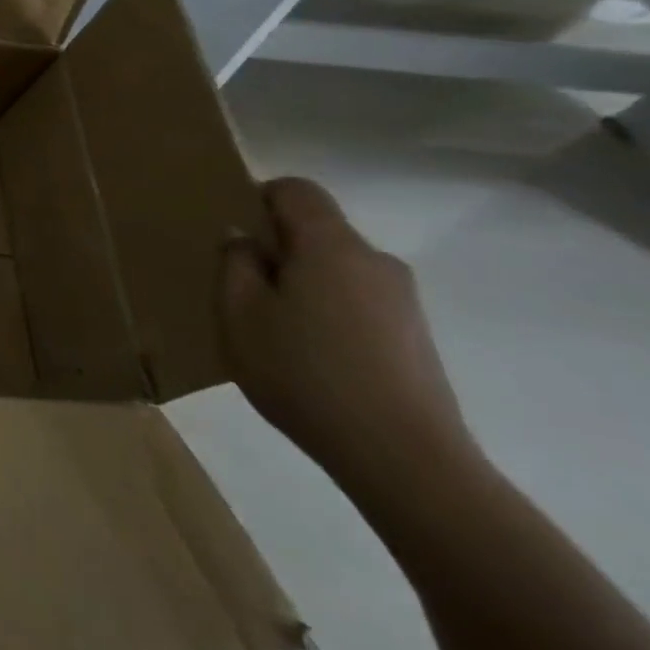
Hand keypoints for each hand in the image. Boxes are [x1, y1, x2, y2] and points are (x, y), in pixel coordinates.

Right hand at [218, 177, 476, 497]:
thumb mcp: (239, 315)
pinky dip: (329, 314)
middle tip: (242, 289)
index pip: (296, 190)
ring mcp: (403, 301)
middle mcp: (375, 261)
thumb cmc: (304, 374)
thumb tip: (244, 240)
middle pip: (318, 232)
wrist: (404, 459)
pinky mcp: (415, 338)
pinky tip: (311, 359)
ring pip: (337, 270)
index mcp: (331, 245)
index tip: (234, 233)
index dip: (259, 198)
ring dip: (303, 285)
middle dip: (278, 249)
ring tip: (275, 332)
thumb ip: (234, 264)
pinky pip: (358, 303)